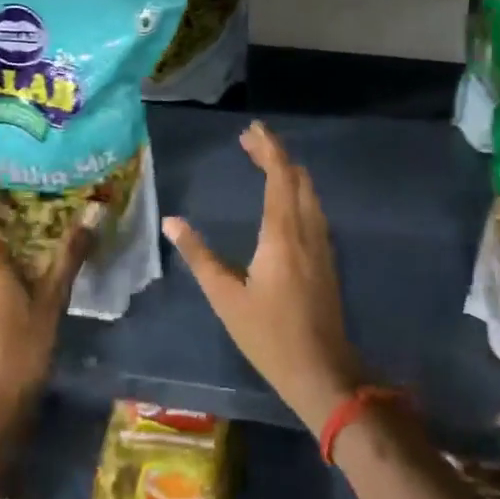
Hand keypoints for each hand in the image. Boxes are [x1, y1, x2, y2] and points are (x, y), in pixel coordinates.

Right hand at [161, 121, 363, 429]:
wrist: (321, 369)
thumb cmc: (268, 335)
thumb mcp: (225, 297)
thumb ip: (199, 256)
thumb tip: (172, 222)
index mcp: (282, 233)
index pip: (279, 175)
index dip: (268, 148)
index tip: (252, 129)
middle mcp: (307, 229)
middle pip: (297, 177)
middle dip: (276, 154)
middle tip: (249, 143)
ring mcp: (322, 243)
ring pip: (309, 192)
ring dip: (288, 172)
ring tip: (263, 163)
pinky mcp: (327, 258)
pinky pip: (314, 209)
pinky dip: (297, 191)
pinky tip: (284, 200)